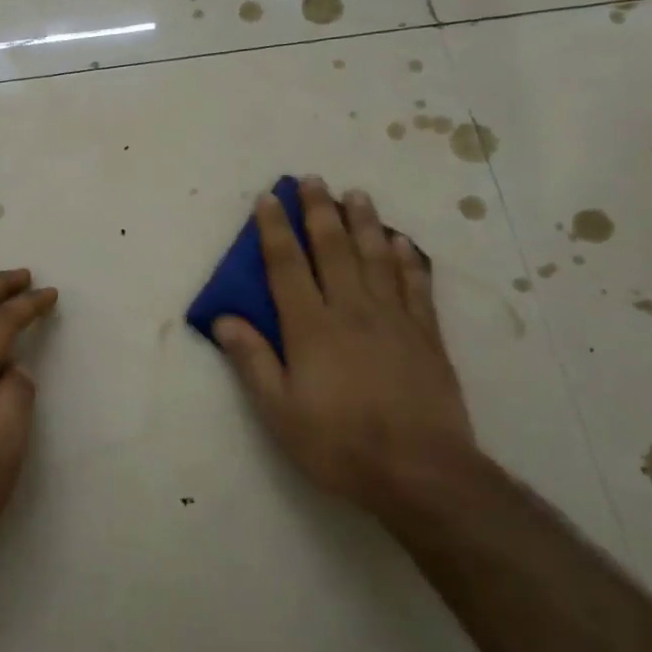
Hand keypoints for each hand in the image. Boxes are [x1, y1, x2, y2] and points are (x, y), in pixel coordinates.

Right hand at [213, 179, 477, 507]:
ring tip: (357, 194)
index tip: (269, 198)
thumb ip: (253, 360)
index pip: (287, 266)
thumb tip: (225, 319)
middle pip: (333, 250)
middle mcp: (352, 311)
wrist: (419, 471)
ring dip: (365, 223)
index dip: (275, 230)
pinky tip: (403, 243)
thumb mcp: (279, 411)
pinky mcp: (426, 335)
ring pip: (377, 258)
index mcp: (311, 328)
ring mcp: (394, 320)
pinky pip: (416, 285)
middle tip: (314, 180)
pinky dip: (408, 260)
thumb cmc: (338, 444)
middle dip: (320, 212)